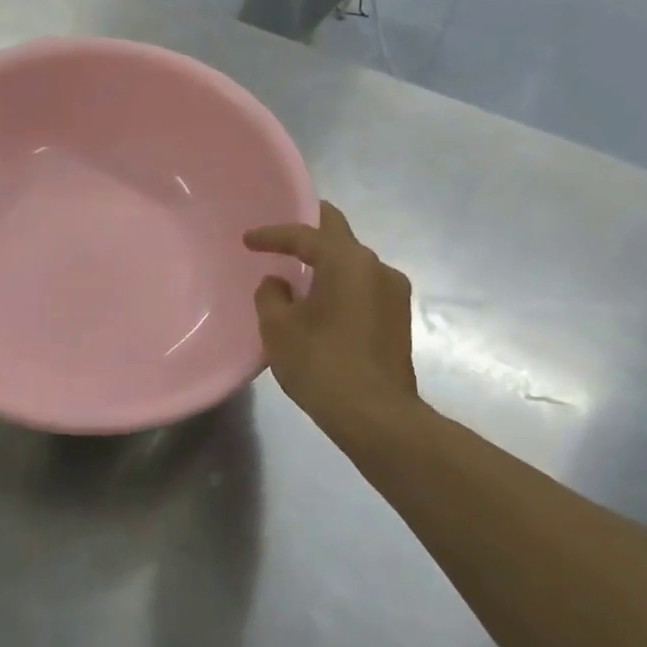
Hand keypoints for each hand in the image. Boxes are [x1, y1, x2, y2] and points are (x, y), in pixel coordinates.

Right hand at [245, 202, 420, 431]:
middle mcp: (377, 268)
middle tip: (283, 235)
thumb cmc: (321, 364)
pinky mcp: (398, 319)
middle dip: (310, 229)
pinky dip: (339, 284)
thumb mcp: (278, 327)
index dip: (272, 234)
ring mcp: (394, 293)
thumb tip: (278, 284)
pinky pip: (362, 285)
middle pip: (339, 234)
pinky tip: (320, 300)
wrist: (376, 417)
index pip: (304, 234)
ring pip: (353, 262)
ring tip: (298, 272)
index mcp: (347, 261)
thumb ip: (271, 295)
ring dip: (326, 262)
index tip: (247, 240)